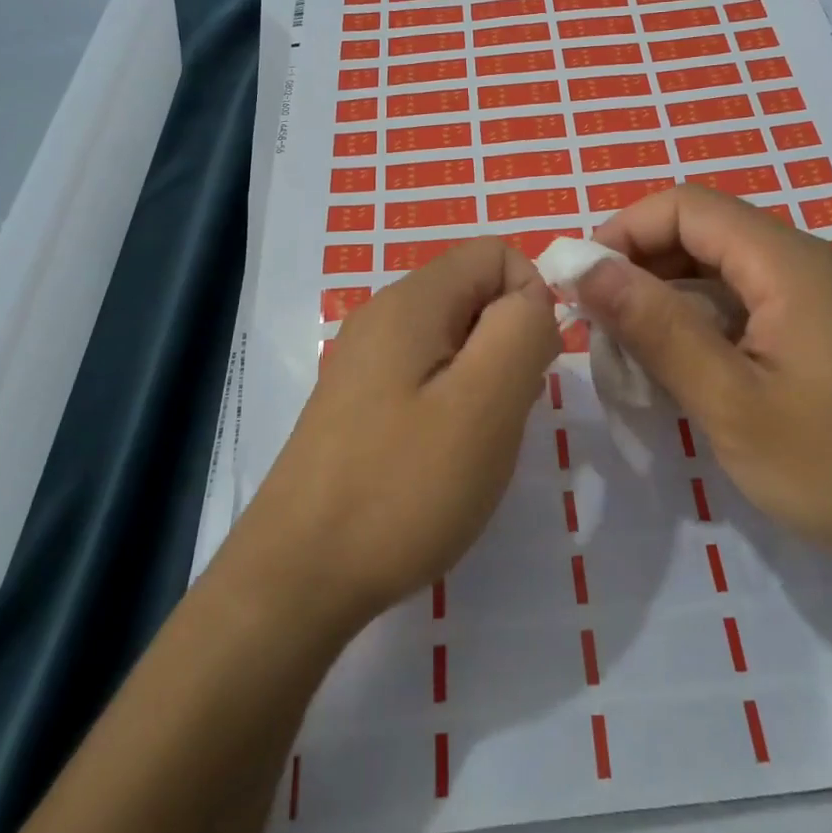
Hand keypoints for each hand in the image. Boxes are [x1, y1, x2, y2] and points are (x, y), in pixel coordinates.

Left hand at [231, 238, 560, 636]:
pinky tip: (442, 458)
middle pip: (476, 294)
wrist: (298, 578)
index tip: (528, 369)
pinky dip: (454, 405)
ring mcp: (367, 360)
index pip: (497, 253)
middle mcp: (384, 315)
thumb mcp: (485, 402)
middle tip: (500, 415)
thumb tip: (533, 300)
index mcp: (412, 300)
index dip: (530, 299)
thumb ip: (521, 329)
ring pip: (457, 340)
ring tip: (472, 443)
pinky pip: (429, 376)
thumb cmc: (402, 487)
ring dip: (484, 381)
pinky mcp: (360, 402)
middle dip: (508, 345)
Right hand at [578, 186, 831, 590]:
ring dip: (670, 300)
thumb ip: (657, 328)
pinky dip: (706, 324)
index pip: (685, 205)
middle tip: (601, 328)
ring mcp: (822, 297)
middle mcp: (806, 262)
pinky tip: (688, 372)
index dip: (624, 231)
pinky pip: (751, 304)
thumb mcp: (732, 402)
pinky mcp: (829, 331)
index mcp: (786, 261)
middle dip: (642, 267)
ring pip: (725, 271)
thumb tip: (587, 267)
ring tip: (634, 356)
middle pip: (704, 232)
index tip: (583, 285)